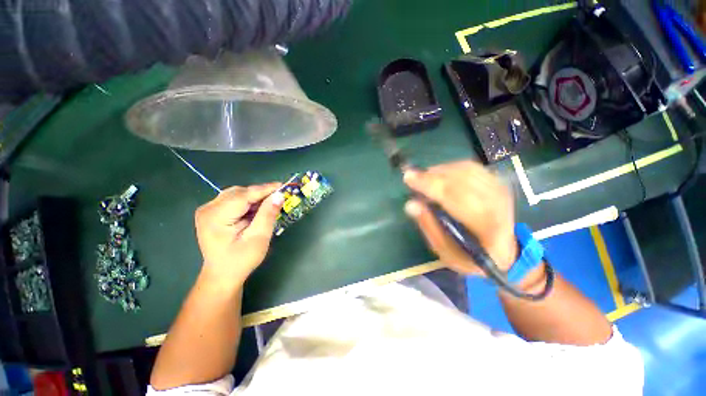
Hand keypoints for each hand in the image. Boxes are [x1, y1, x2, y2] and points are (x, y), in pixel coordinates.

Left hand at [194, 183, 284, 284]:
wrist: (222, 275)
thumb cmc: (240, 261)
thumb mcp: (258, 238)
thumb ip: (268, 215)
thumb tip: (279, 195)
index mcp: (215, 217)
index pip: (243, 196)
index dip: (264, 189)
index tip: (283, 185)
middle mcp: (208, 209)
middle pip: (239, 193)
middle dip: (260, 194)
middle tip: (279, 198)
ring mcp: (208, 209)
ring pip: (237, 194)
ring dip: (255, 198)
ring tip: (269, 206)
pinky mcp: (213, 212)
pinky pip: (234, 200)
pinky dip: (249, 203)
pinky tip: (257, 211)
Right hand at [403, 161, 517, 274]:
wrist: (504, 253)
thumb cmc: (471, 257)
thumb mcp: (446, 253)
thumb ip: (429, 227)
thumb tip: (411, 204)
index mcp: (485, 225)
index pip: (454, 197)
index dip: (429, 185)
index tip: (407, 178)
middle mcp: (496, 203)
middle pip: (459, 179)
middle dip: (430, 176)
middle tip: (411, 177)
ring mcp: (499, 190)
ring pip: (464, 169)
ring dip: (439, 171)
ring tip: (424, 179)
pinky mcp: (497, 183)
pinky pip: (470, 167)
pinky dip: (450, 168)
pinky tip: (440, 176)